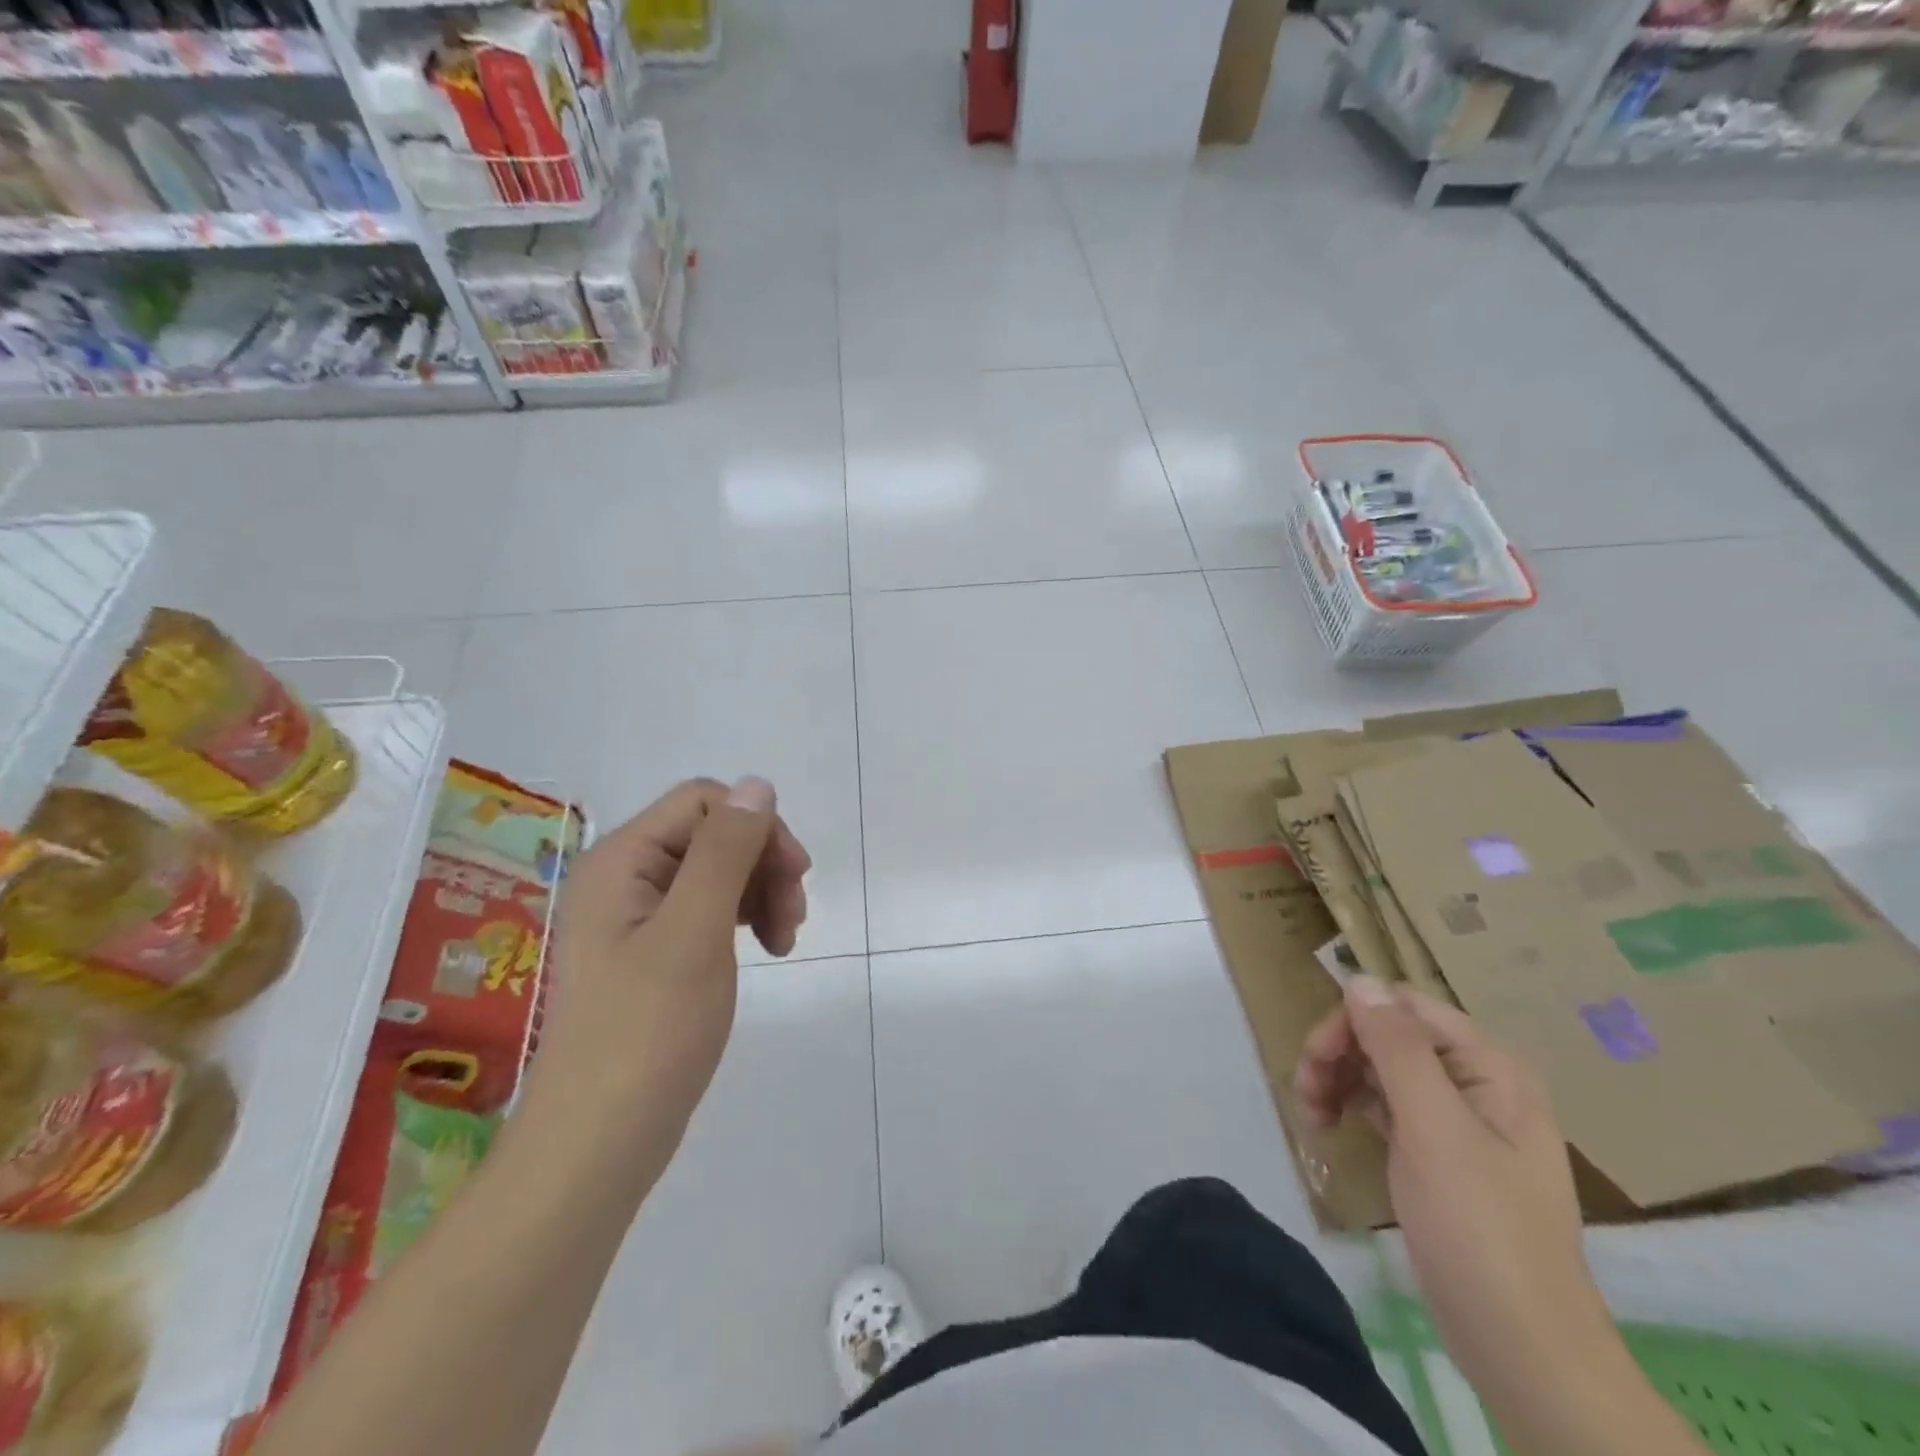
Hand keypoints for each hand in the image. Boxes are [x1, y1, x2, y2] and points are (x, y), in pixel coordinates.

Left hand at [528, 777, 810, 1157]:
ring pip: (715, 873)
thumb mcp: (696, 932)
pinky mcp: (648, 955)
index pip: (703, 802)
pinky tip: (763, 950)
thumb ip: (725, 851)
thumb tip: (756, 784)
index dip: (757, 827)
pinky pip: (705, 911)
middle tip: (793, 919)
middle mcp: (621, 878)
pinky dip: (742, 921)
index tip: (795, 877)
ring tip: (785, 942)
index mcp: (620, 861)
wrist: (596, 1147)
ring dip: (759, 894)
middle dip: (762, 866)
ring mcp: (633, 919)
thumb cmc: (647, 1033)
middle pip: (711, 836)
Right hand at [1294, 978, 1616, 1389]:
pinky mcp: (1439, 1154)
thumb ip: (1397, 1047)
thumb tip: (1361, 979)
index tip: (1316, 1060)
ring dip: (1338, 1080)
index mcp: (1489, 1066)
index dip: (1354, 1022)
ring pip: (1380, 1068)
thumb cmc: (1480, 1229)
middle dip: (1340, 1054)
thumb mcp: (1434, 1129)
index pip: (1403, 1007)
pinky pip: (1386, 1105)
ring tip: (1312, 1117)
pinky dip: (1352, 1107)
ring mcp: (1458, 1119)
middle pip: (1388, 1034)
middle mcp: (1476, 1081)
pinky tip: (1331, 1128)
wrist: (1524, 1350)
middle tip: (1306, 1093)